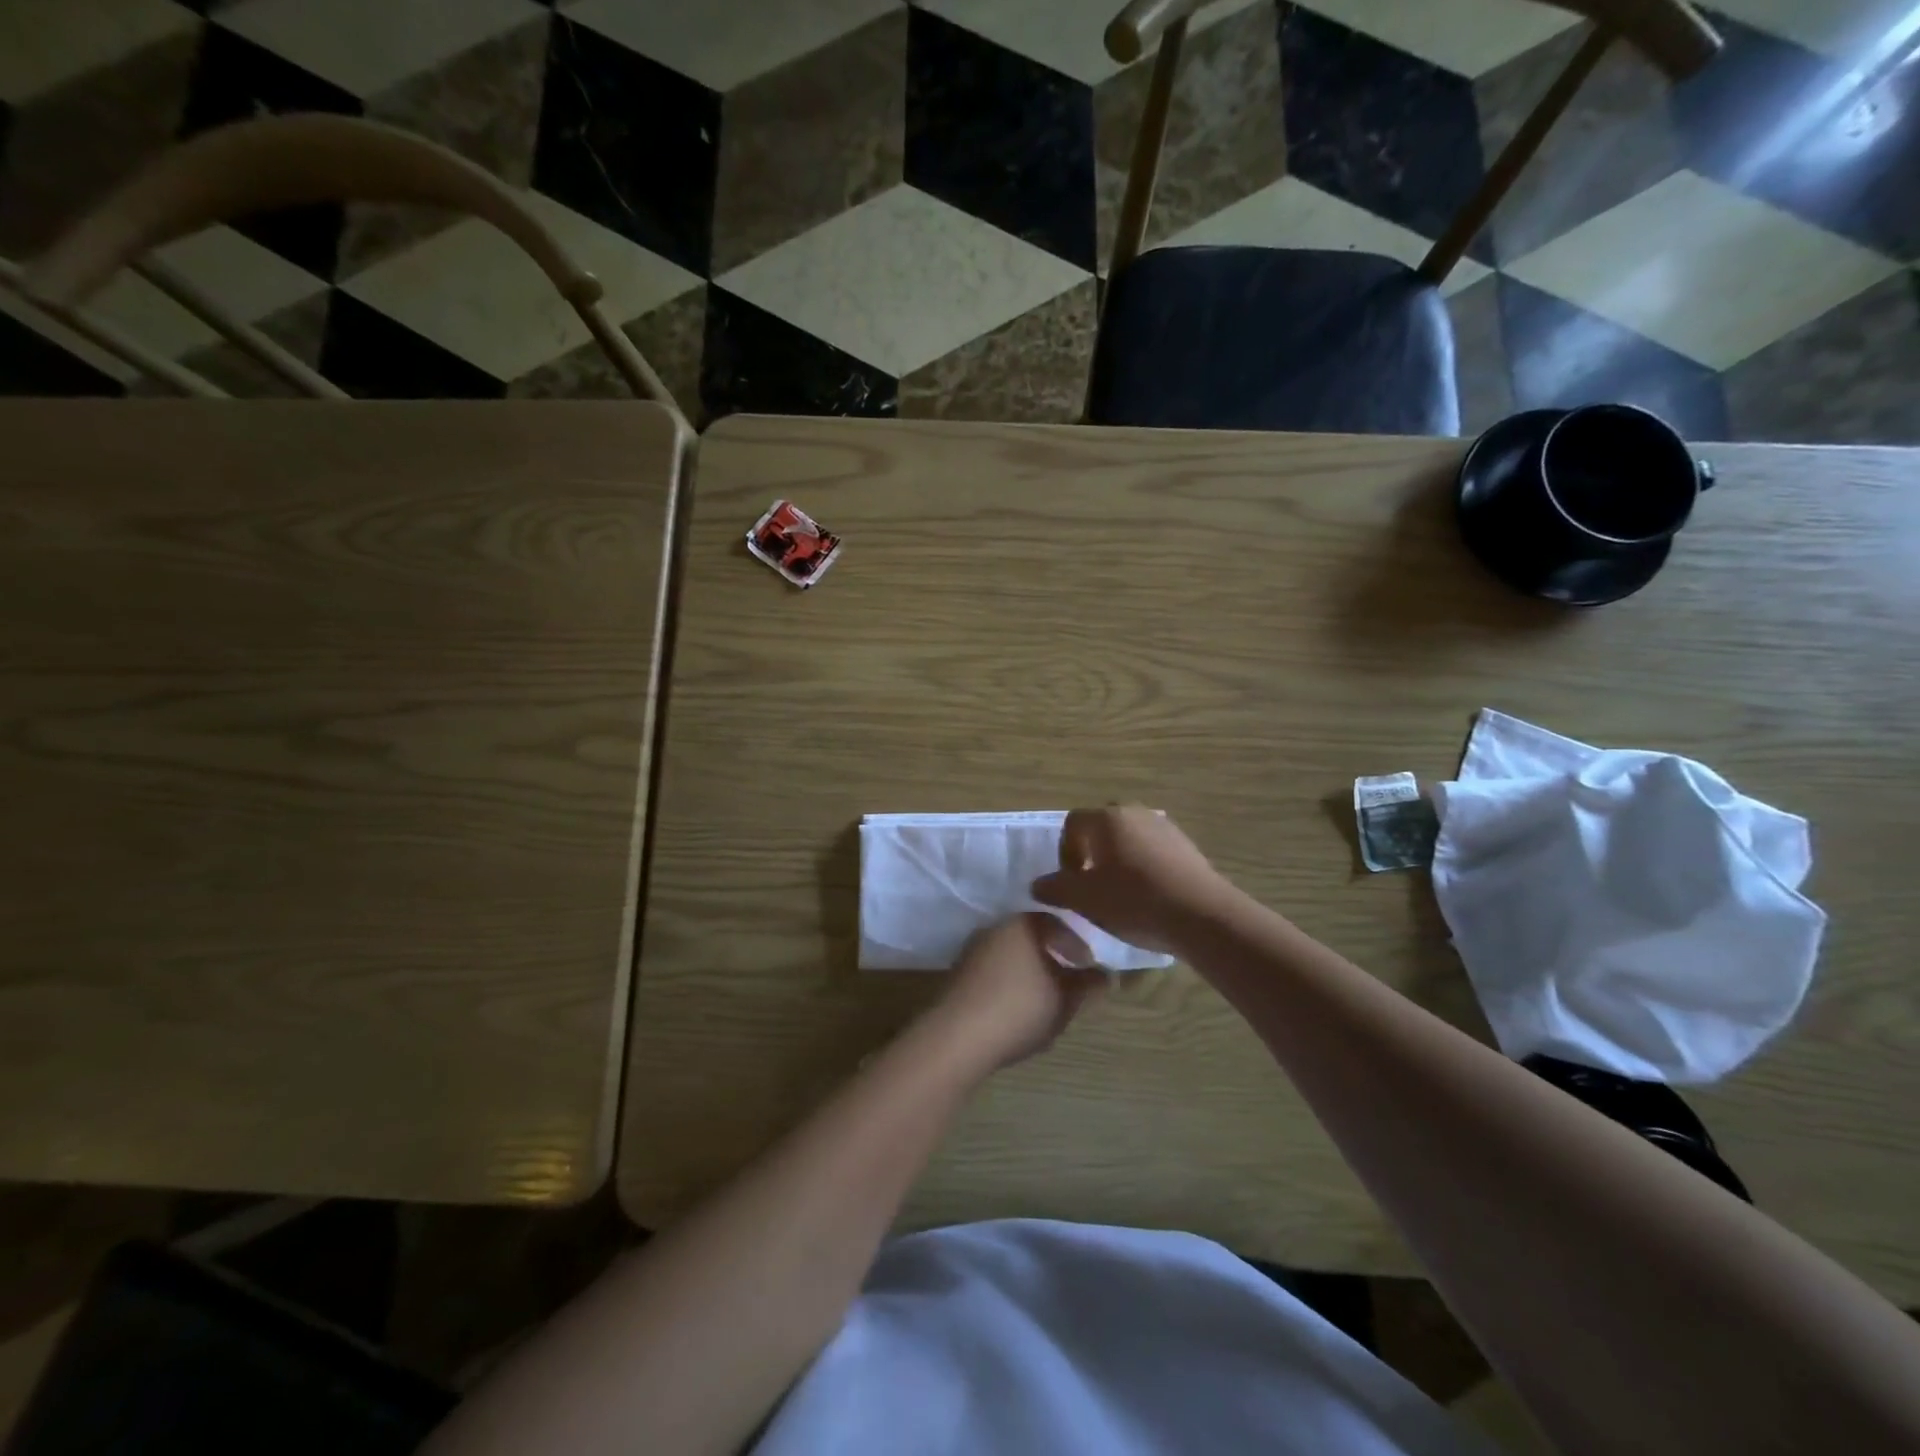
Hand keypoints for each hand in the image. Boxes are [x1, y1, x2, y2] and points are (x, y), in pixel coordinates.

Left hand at [924, 914, 1104, 1070]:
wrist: (957, 1037)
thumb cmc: (1020, 1009)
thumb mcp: (1065, 1000)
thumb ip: (1088, 985)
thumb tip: (1106, 975)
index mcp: (1023, 924)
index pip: (1057, 923)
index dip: (1077, 944)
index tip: (1088, 966)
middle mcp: (996, 927)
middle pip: (1032, 937)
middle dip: (1052, 957)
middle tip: (1068, 982)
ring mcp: (973, 949)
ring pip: (1012, 954)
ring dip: (1030, 971)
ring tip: (1045, 999)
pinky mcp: (958, 973)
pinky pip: (993, 970)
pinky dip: (1009, 982)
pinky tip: (1016, 1008)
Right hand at [1031, 805, 1232, 952]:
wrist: (1201, 915)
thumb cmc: (1134, 901)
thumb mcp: (1084, 899)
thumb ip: (1055, 888)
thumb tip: (1038, 884)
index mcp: (1107, 818)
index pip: (1072, 823)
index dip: (1064, 851)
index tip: (1070, 881)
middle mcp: (1135, 813)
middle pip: (1102, 827)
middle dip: (1092, 852)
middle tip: (1091, 885)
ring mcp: (1165, 827)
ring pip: (1130, 839)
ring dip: (1119, 860)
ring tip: (1120, 894)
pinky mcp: (1187, 847)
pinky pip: (1154, 851)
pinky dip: (1144, 867)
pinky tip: (1148, 897)